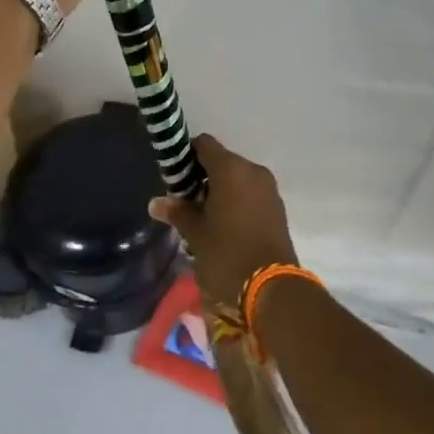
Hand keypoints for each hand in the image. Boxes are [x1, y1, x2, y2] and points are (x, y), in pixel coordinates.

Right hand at [148, 135, 298, 307]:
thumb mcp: (196, 234)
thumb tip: (156, 202)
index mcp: (231, 169)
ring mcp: (268, 188)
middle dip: (201, 177)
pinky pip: (251, 193)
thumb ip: (178, 212)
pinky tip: (224, 225)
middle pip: (221, 161)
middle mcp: (252, 170)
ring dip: (219, 190)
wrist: (272, 288)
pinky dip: (236, 200)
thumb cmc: (227, 255)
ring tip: (203, 218)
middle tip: (184, 202)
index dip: (185, 156)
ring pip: (237, 178)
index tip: (173, 178)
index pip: (204, 144)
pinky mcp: (277, 207)